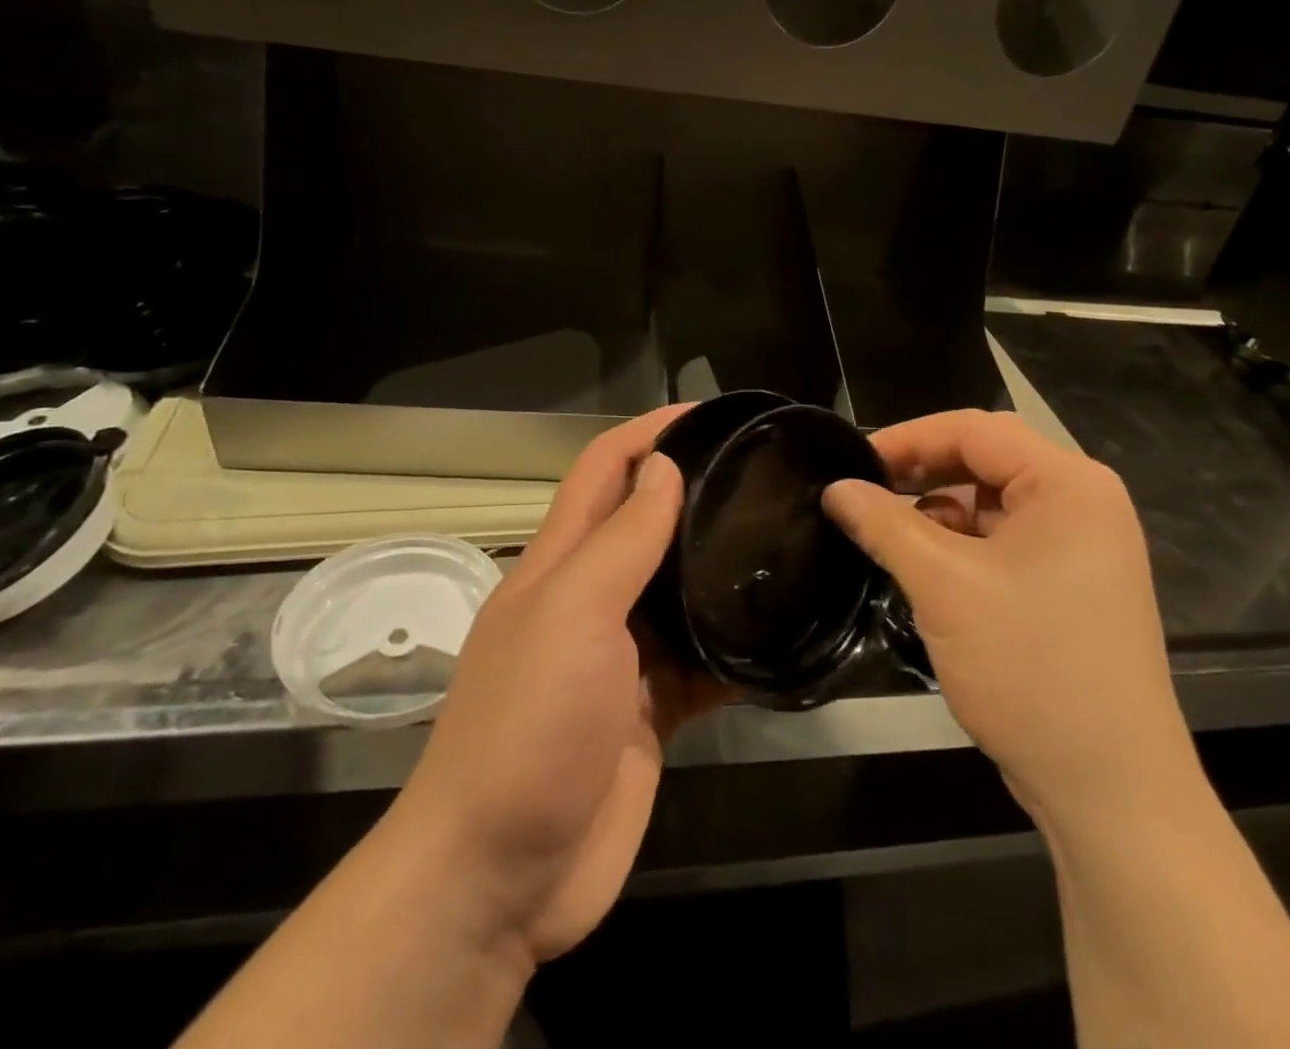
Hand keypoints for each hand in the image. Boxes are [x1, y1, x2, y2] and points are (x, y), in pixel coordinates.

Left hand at [386, 406, 727, 968]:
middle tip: (767, 477)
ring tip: (789, 542)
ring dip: (723, 568)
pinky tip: (782, 635)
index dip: (649, 430)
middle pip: (647, 524)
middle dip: (697, 493)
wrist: (501, 876)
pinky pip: (703, 662)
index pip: (605, 468)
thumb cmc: (528, 725)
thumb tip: (663, 467)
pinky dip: (737, 648)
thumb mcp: (573, 615)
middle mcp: (592, 598)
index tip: (709, 413)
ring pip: (681, 592)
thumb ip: (622, 542)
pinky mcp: (652, 710)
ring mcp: (623, 657)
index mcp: (561, 562)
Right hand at [824, 410, 1192, 826]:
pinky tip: (924, 566)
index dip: (907, 438)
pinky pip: (1006, 540)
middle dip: (921, 472)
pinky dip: (961, 544)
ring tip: (886, 531)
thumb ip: (884, 524)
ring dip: (938, 509)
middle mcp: (1084, 503)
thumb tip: (835, 488)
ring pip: (992, 502)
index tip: (852, 460)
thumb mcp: (943, 586)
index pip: (974, 430)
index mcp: (1068, 484)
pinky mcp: (1072, 584)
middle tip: (863, 491)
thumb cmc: (1030, 668)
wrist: (1112, 791)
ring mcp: (1083, 547)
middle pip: (986, 460)